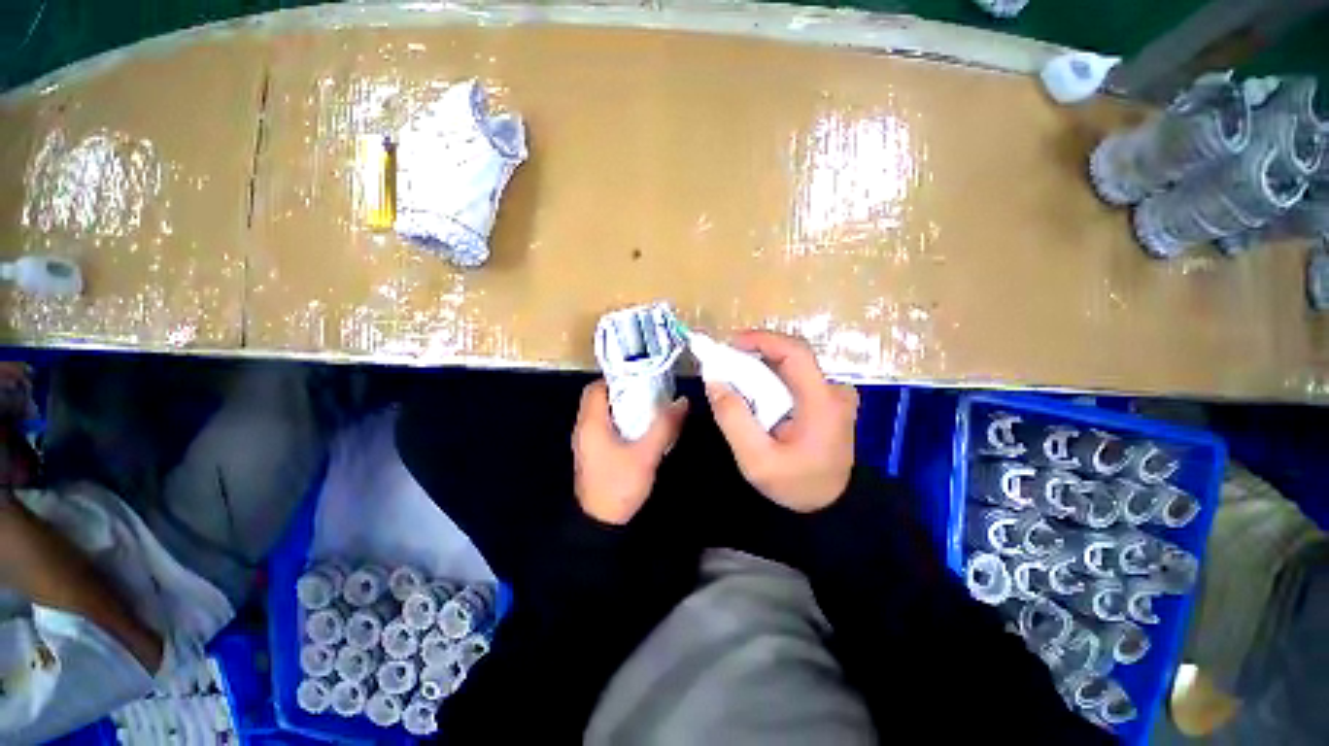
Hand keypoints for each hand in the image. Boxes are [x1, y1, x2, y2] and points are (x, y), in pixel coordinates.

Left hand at [572, 380, 688, 524]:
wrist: (600, 523)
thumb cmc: (619, 485)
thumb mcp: (646, 454)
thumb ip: (664, 426)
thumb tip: (682, 401)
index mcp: (591, 423)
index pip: (597, 387)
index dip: (617, 378)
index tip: (641, 377)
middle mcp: (584, 428)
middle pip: (601, 398)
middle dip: (624, 392)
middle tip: (649, 391)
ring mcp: (587, 442)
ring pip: (604, 413)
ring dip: (623, 407)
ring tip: (649, 406)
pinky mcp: (593, 453)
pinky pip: (606, 427)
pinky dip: (621, 422)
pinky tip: (641, 428)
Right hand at [707, 331, 858, 512]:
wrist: (830, 508)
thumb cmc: (795, 486)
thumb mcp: (755, 459)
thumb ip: (733, 417)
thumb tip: (714, 379)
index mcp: (823, 402)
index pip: (795, 352)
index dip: (762, 339)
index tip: (730, 344)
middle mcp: (834, 391)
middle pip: (791, 356)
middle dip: (755, 354)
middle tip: (725, 364)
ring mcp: (834, 396)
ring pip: (792, 367)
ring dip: (762, 367)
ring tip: (734, 379)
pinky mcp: (829, 402)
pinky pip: (796, 379)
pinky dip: (772, 379)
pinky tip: (755, 394)